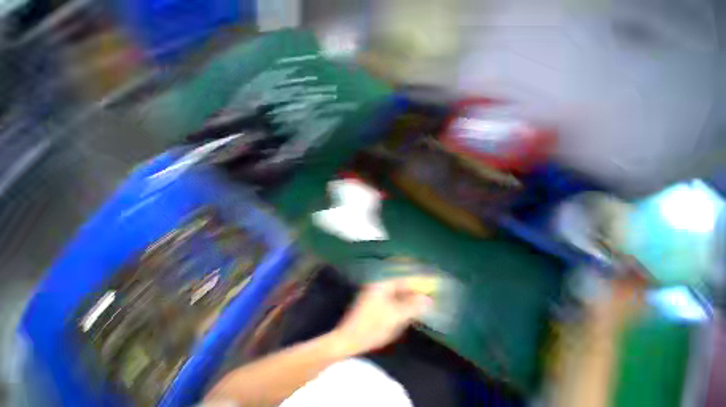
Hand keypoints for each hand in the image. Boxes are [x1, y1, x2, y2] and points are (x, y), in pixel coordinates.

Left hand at [331, 278, 432, 355]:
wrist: (348, 339)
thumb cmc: (372, 327)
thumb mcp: (395, 317)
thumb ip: (412, 306)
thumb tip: (428, 299)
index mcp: (382, 285)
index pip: (404, 280)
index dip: (418, 283)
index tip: (431, 286)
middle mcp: (379, 286)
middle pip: (401, 286)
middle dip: (414, 291)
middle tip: (429, 297)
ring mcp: (375, 295)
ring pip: (397, 294)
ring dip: (408, 298)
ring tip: (422, 304)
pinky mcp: (374, 304)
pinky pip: (392, 300)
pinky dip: (401, 304)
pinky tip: (408, 311)